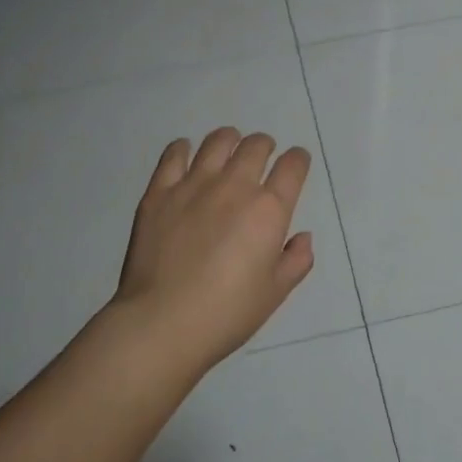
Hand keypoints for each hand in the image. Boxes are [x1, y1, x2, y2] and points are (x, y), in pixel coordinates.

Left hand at [113, 128, 313, 375]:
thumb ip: (296, 261)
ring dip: (230, 140)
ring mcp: (193, 185)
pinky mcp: (159, 192)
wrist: (163, 321)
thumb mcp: (275, 293)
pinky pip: (174, 155)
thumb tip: (302, 237)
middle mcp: (234, 187)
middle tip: (263, 155)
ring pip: (217, 142)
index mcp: (269, 210)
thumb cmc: (228, 312)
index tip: (296, 163)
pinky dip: (184, 148)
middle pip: (256, 147)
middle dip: (265, 146)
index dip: (298, 160)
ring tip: (229, 147)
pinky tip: (186, 153)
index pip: (292, 167)